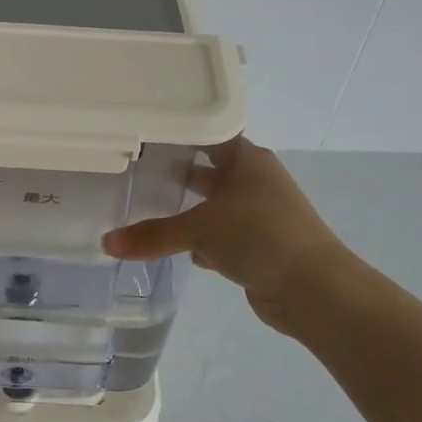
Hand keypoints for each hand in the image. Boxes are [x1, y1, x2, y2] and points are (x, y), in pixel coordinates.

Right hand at [102, 137, 357, 336]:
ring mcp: (260, 213)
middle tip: (135, 170)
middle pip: (208, 169)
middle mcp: (254, 179)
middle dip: (177, 172)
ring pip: (214, 204)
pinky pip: (222, 234)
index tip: (140, 133)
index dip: (176, 133)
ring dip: (189, 209)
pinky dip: (202, 239)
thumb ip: (152, 235)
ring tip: (146, 206)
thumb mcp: (200, 230)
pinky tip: (176, 246)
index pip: (205, 134)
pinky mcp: (260, 244)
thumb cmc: (258, 236)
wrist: (315, 289)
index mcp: (246, 158)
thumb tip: (106, 243)